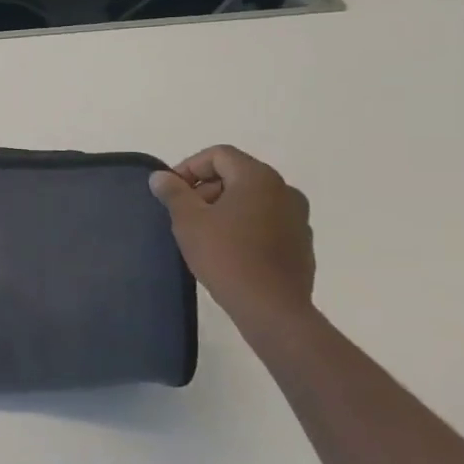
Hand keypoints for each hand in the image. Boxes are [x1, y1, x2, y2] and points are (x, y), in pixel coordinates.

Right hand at [149, 146, 315, 337]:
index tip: (172, 192)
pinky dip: (245, 226)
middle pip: (237, 175)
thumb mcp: (189, 221)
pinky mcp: (302, 244)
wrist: (272, 309)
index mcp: (258, 177)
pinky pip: (267, 222)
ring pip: (253, 200)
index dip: (189, 167)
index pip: (219, 155)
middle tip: (184, 214)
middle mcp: (285, 190)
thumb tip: (161, 177)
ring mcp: (298, 218)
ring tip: (204, 234)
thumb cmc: (226, 256)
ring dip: (225, 208)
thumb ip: (174, 193)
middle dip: (206, 189)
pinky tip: (229, 251)